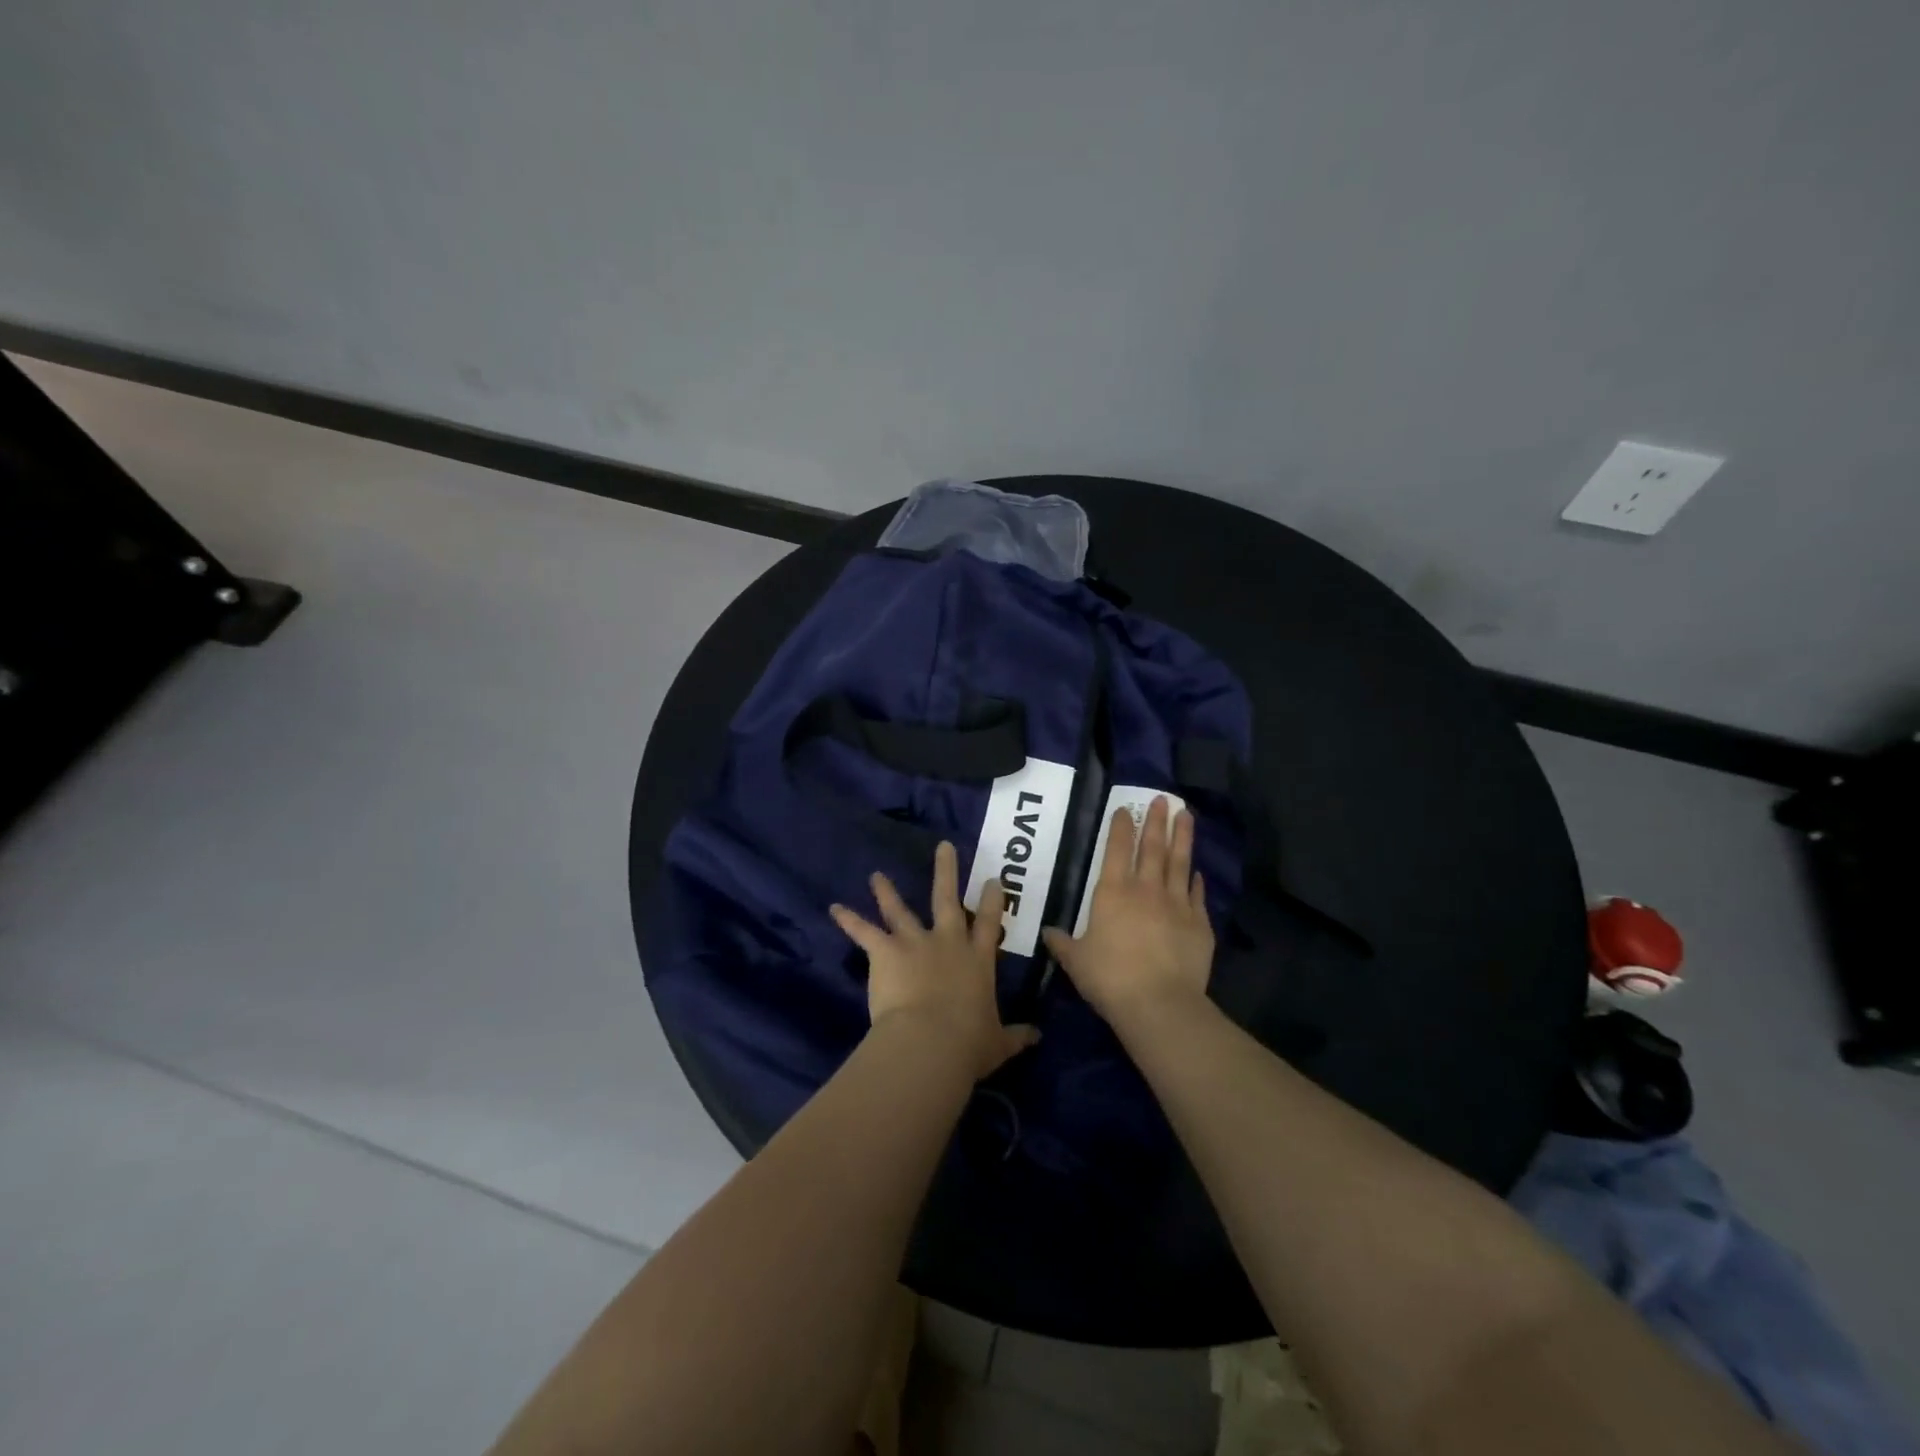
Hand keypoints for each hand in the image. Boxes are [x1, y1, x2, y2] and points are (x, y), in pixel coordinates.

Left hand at [830, 841, 1039, 1080]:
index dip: (993, 900)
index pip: (989, 922)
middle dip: (946, 871)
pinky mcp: (886, 951)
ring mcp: (915, 943)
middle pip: (947, 899)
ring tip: (876, 876)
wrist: (930, 1042)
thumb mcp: (998, 1044)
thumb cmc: (968, 1044)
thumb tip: (1037, 1037)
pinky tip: (834, 908)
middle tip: (943, 847)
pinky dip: (849, 920)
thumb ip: (1016, 1036)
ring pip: (900, 910)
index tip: (993, 879)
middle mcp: (948, 942)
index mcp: (977, 960)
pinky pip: (864, 932)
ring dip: (886, 892)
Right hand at [1042, 796, 1213, 1027]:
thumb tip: (1048, 933)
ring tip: (1186, 815)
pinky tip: (1197, 871)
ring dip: (1182, 838)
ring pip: (1179, 863)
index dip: (1120, 827)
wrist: (1159, 1003)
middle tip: (1162, 799)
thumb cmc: (1110, 978)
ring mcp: (1177, 905)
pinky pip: (1197, 895)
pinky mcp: (1200, 924)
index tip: (1125, 809)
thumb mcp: (1076, 961)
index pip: (1116, 850)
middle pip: (1152, 848)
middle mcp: (1146, 890)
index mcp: (1112, 893)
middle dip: (1156, 821)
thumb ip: (1062, 943)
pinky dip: (1196, 880)